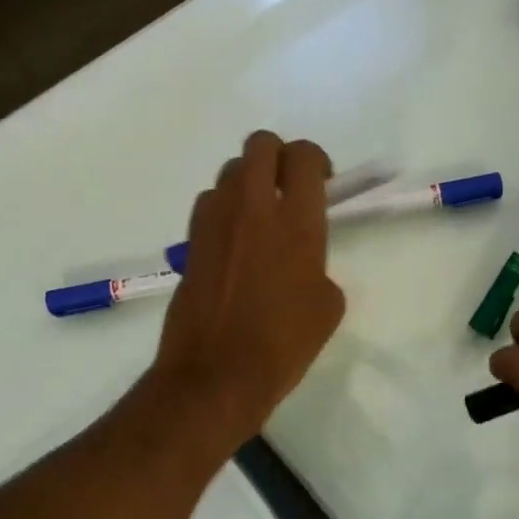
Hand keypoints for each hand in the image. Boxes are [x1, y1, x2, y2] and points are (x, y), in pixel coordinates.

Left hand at [153, 132, 345, 448]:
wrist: (217, 375)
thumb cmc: (284, 344)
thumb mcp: (328, 307)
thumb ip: (319, 267)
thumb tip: (303, 264)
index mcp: (296, 223)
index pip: (304, 157)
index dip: (317, 161)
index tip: (323, 184)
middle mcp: (253, 209)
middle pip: (261, 144)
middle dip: (280, 156)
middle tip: (290, 188)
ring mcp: (215, 222)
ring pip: (230, 171)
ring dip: (250, 181)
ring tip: (261, 215)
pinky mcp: (191, 241)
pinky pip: (209, 202)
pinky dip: (225, 208)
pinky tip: (235, 240)